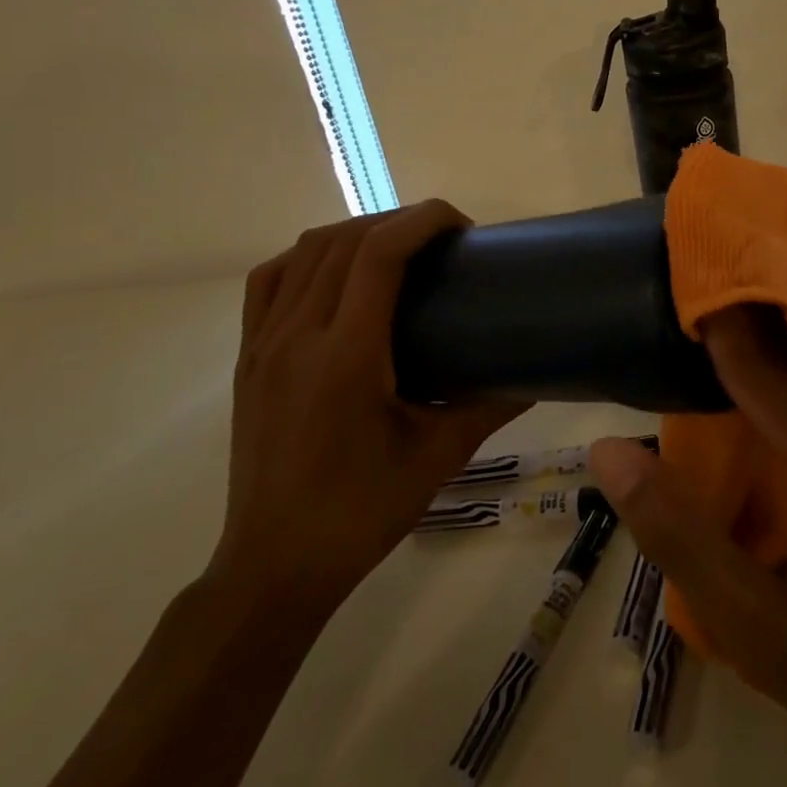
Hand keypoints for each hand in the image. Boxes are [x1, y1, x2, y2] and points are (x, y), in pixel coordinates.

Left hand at [212, 201, 527, 612]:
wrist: (276, 565)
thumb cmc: (362, 511)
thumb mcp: (440, 455)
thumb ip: (491, 404)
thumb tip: (538, 374)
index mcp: (345, 356)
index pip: (378, 255)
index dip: (422, 221)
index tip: (462, 226)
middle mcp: (297, 336)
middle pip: (344, 241)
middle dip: (398, 222)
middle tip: (443, 242)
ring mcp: (264, 345)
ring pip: (305, 253)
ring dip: (356, 234)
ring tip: (398, 250)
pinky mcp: (248, 359)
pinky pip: (270, 281)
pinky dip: (309, 258)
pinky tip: (338, 274)